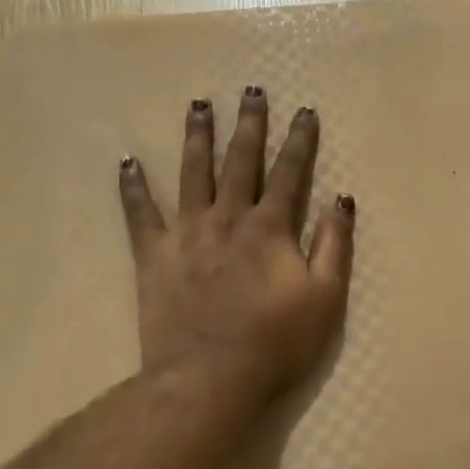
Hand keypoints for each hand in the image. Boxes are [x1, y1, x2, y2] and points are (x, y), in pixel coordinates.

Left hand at [119, 87, 354, 404]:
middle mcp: (228, 218)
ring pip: (192, 173)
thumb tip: (342, 199)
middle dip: (249, 124)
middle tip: (250, 90)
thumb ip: (334, 244)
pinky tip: (127, 162)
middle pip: (240, 161)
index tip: (304, 110)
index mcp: (270, 227)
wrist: (210, 378)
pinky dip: (133, 187)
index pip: (289, 172)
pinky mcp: (154, 256)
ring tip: (198, 104)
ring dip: (197, 137)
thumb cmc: (276, 341)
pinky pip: (140, 214)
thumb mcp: (325, 297)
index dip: (299, 140)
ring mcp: (187, 233)